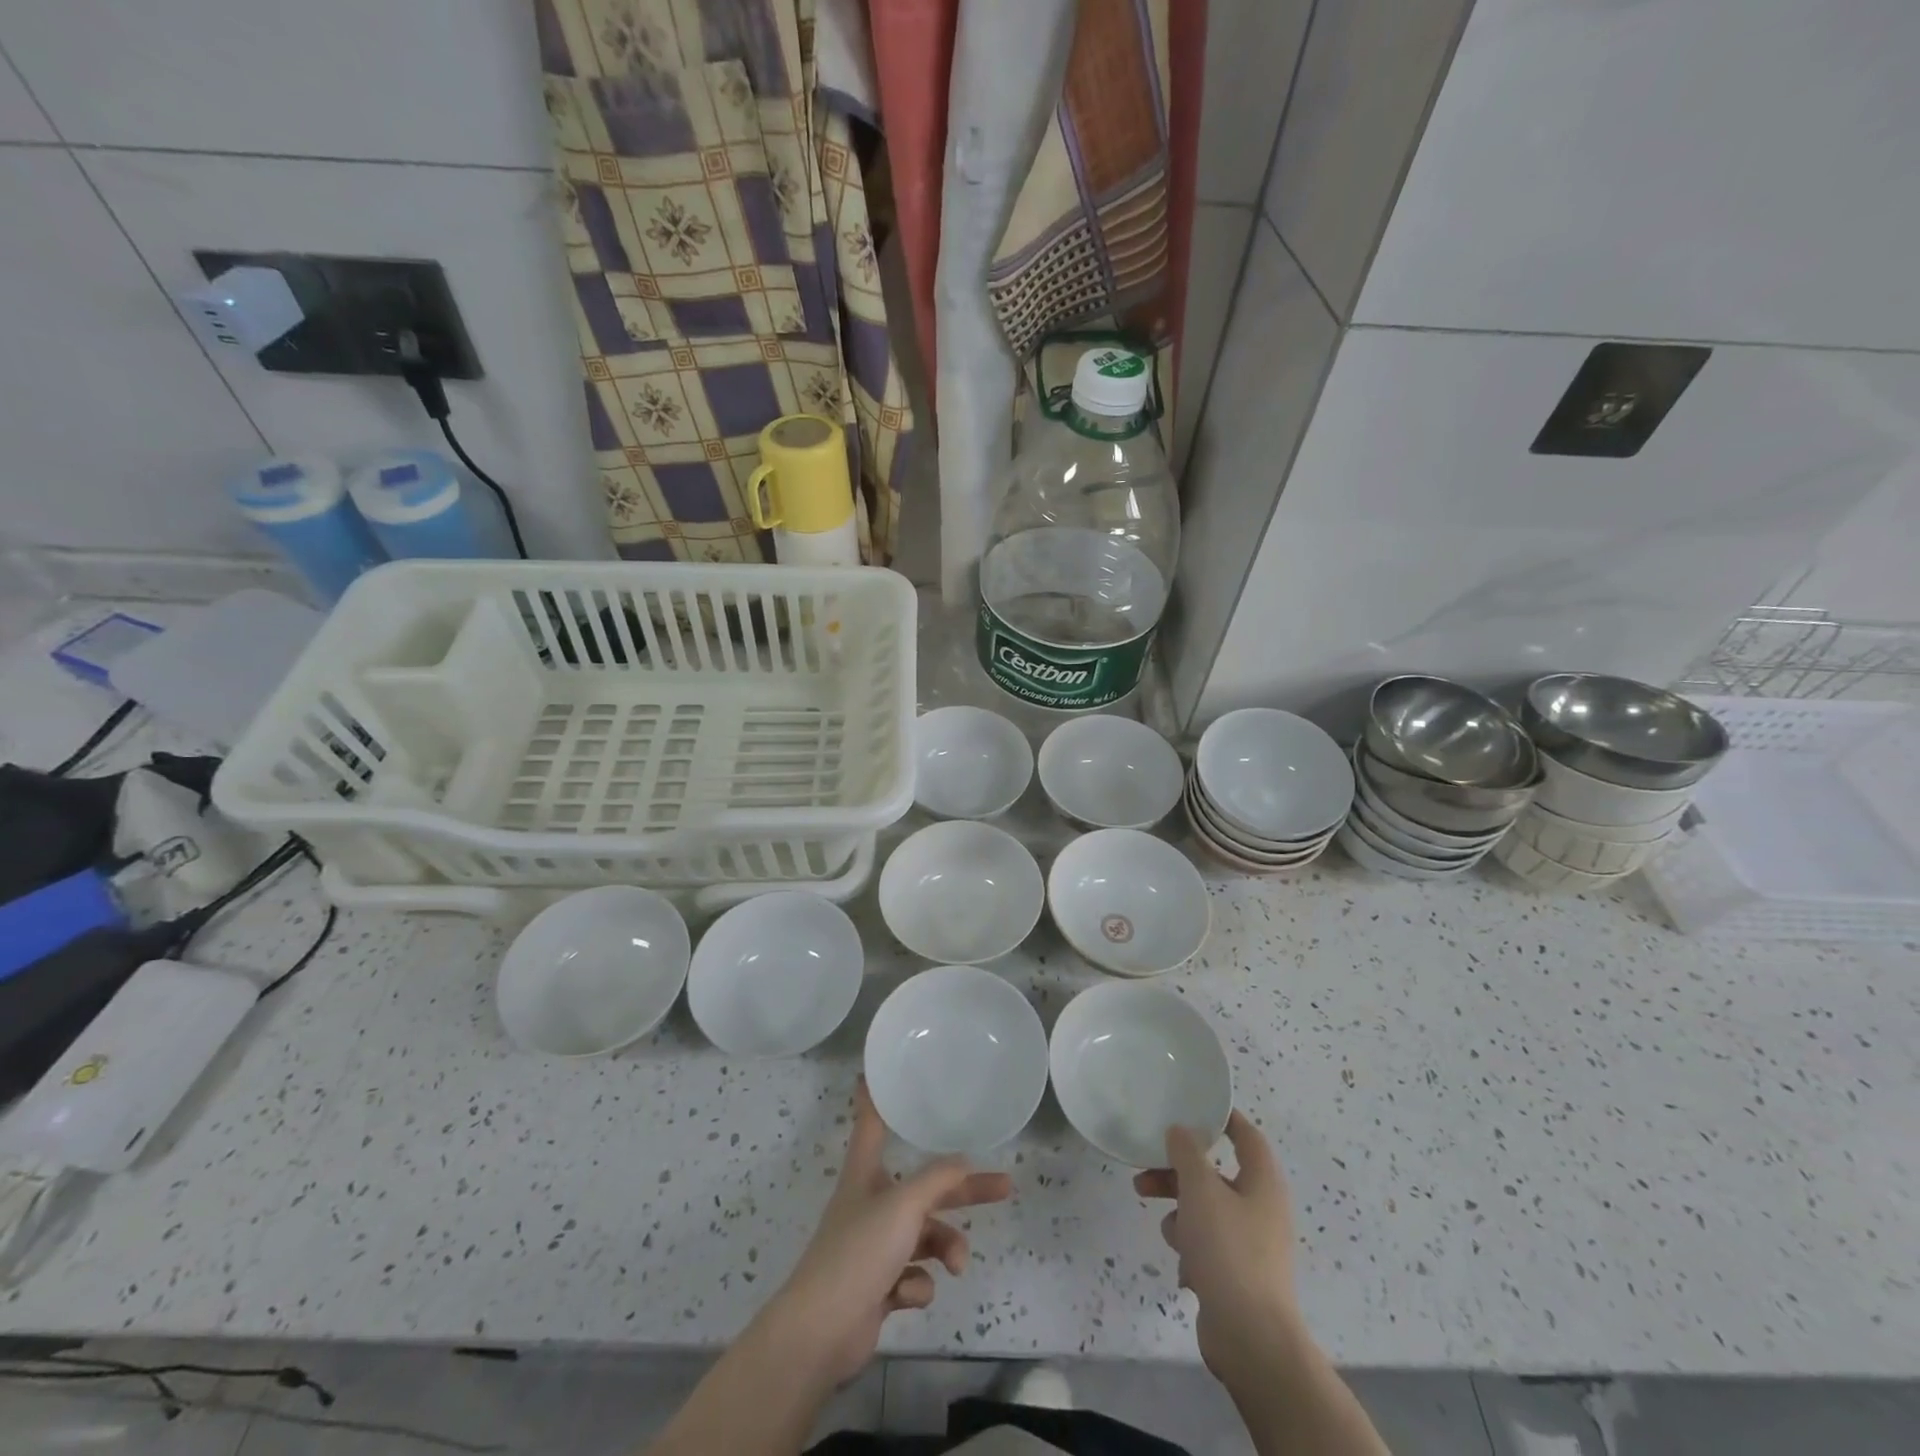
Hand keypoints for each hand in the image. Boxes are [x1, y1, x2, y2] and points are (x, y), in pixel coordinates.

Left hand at [759, 1080, 1012, 1387]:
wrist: (822, 1332)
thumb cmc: (859, 1250)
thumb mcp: (904, 1205)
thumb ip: (937, 1179)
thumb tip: (963, 1161)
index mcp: (865, 1172)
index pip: (872, 1123)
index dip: (876, 1097)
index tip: (876, 1071)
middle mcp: (870, 1202)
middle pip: (924, 1186)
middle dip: (963, 1191)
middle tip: (1004, 1186)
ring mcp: (874, 1246)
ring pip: (925, 1235)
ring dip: (945, 1248)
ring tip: (957, 1266)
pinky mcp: (879, 1285)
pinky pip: (912, 1274)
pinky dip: (916, 1284)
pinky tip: (906, 1294)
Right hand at [1134, 1110, 1300, 1380]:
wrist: (1251, 1339)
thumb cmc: (1229, 1251)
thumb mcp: (1200, 1190)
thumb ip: (1186, 1153)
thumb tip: (1180, 1130)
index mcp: (1262, 1182)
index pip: (1246, 1135)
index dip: (1221, 1118)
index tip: (1189, 1108)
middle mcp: (1261, 1208)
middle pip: (1216, 1174)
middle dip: (1179, 1171)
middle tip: (1146, 1170)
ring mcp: (1251, 1244)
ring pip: (1207, 1210)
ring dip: (1180, 1212)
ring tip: (1164, 1228)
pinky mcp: (1238, 1274)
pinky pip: (1208, 1245)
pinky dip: (1192, 1248)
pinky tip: (1183, 1266)